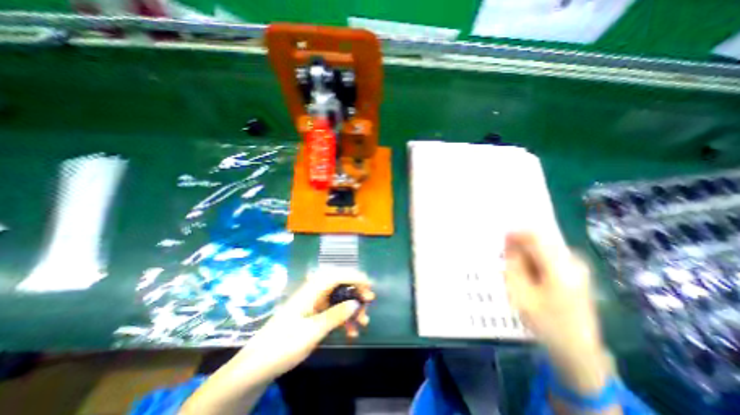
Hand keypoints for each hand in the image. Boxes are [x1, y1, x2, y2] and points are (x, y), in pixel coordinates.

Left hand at [230, 272, 372, 381]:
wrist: (258, 366)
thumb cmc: (283, 345)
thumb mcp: (312, 331)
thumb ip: (335, 315)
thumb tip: (356, 303)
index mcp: (311, 290)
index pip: (336, 275)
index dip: (354, 277)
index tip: (369, 285)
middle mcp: (313, 293)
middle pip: (339, 285)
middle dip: (355, 291)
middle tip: (369, 301)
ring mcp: (313, 304)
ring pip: (338, 299)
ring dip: (351, 308)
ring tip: (363, 322)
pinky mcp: (313, 314)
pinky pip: (333, 311)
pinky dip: (343, 319)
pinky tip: (350, 332)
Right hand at [503, 232, 612, 393]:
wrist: (577, 348)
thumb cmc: (545, 321)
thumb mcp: (521, 292)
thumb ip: (514, 263)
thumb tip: (509, 241)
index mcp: (561, 269)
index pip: (536, 237)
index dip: (516, 234)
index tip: (500, 238)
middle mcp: (574, 263)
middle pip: (541, 241)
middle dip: (521, 246)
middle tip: (506, 259)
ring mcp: (579, 267)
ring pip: (544, 248)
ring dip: (527, 254)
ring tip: (516, 270)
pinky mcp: (578, 272)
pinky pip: (550, 256)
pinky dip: (535, 260)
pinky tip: (529, 274)